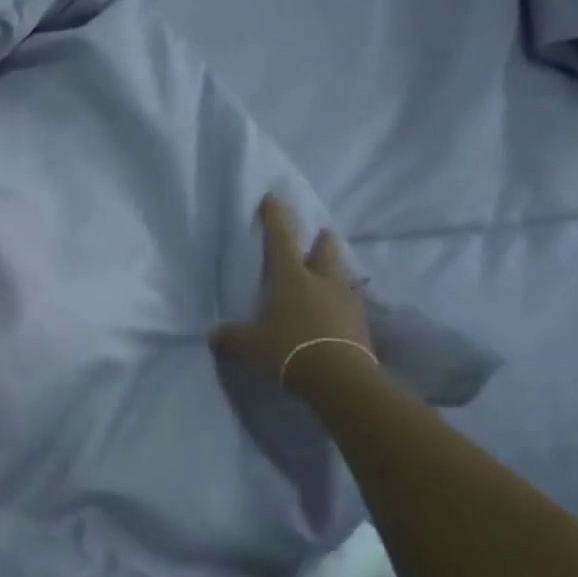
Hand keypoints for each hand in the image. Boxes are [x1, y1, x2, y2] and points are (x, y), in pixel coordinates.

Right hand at [211, 195, 372, 394]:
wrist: (340, 378)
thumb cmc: (288, 350)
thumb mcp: (248, 346)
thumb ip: (231, 338)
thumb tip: (214, 335)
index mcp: (290, 278)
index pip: (280, 239)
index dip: (275, 217)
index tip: (273, 198)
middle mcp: (321, 281)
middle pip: (325, 251)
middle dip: (321, 241)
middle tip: (320, 235)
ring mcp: (346, 301)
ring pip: (343, 275)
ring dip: (337, 270)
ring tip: (332, 273)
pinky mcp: (362, 323)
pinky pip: (353, 303)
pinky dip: (345, 302)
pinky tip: (341, 310)